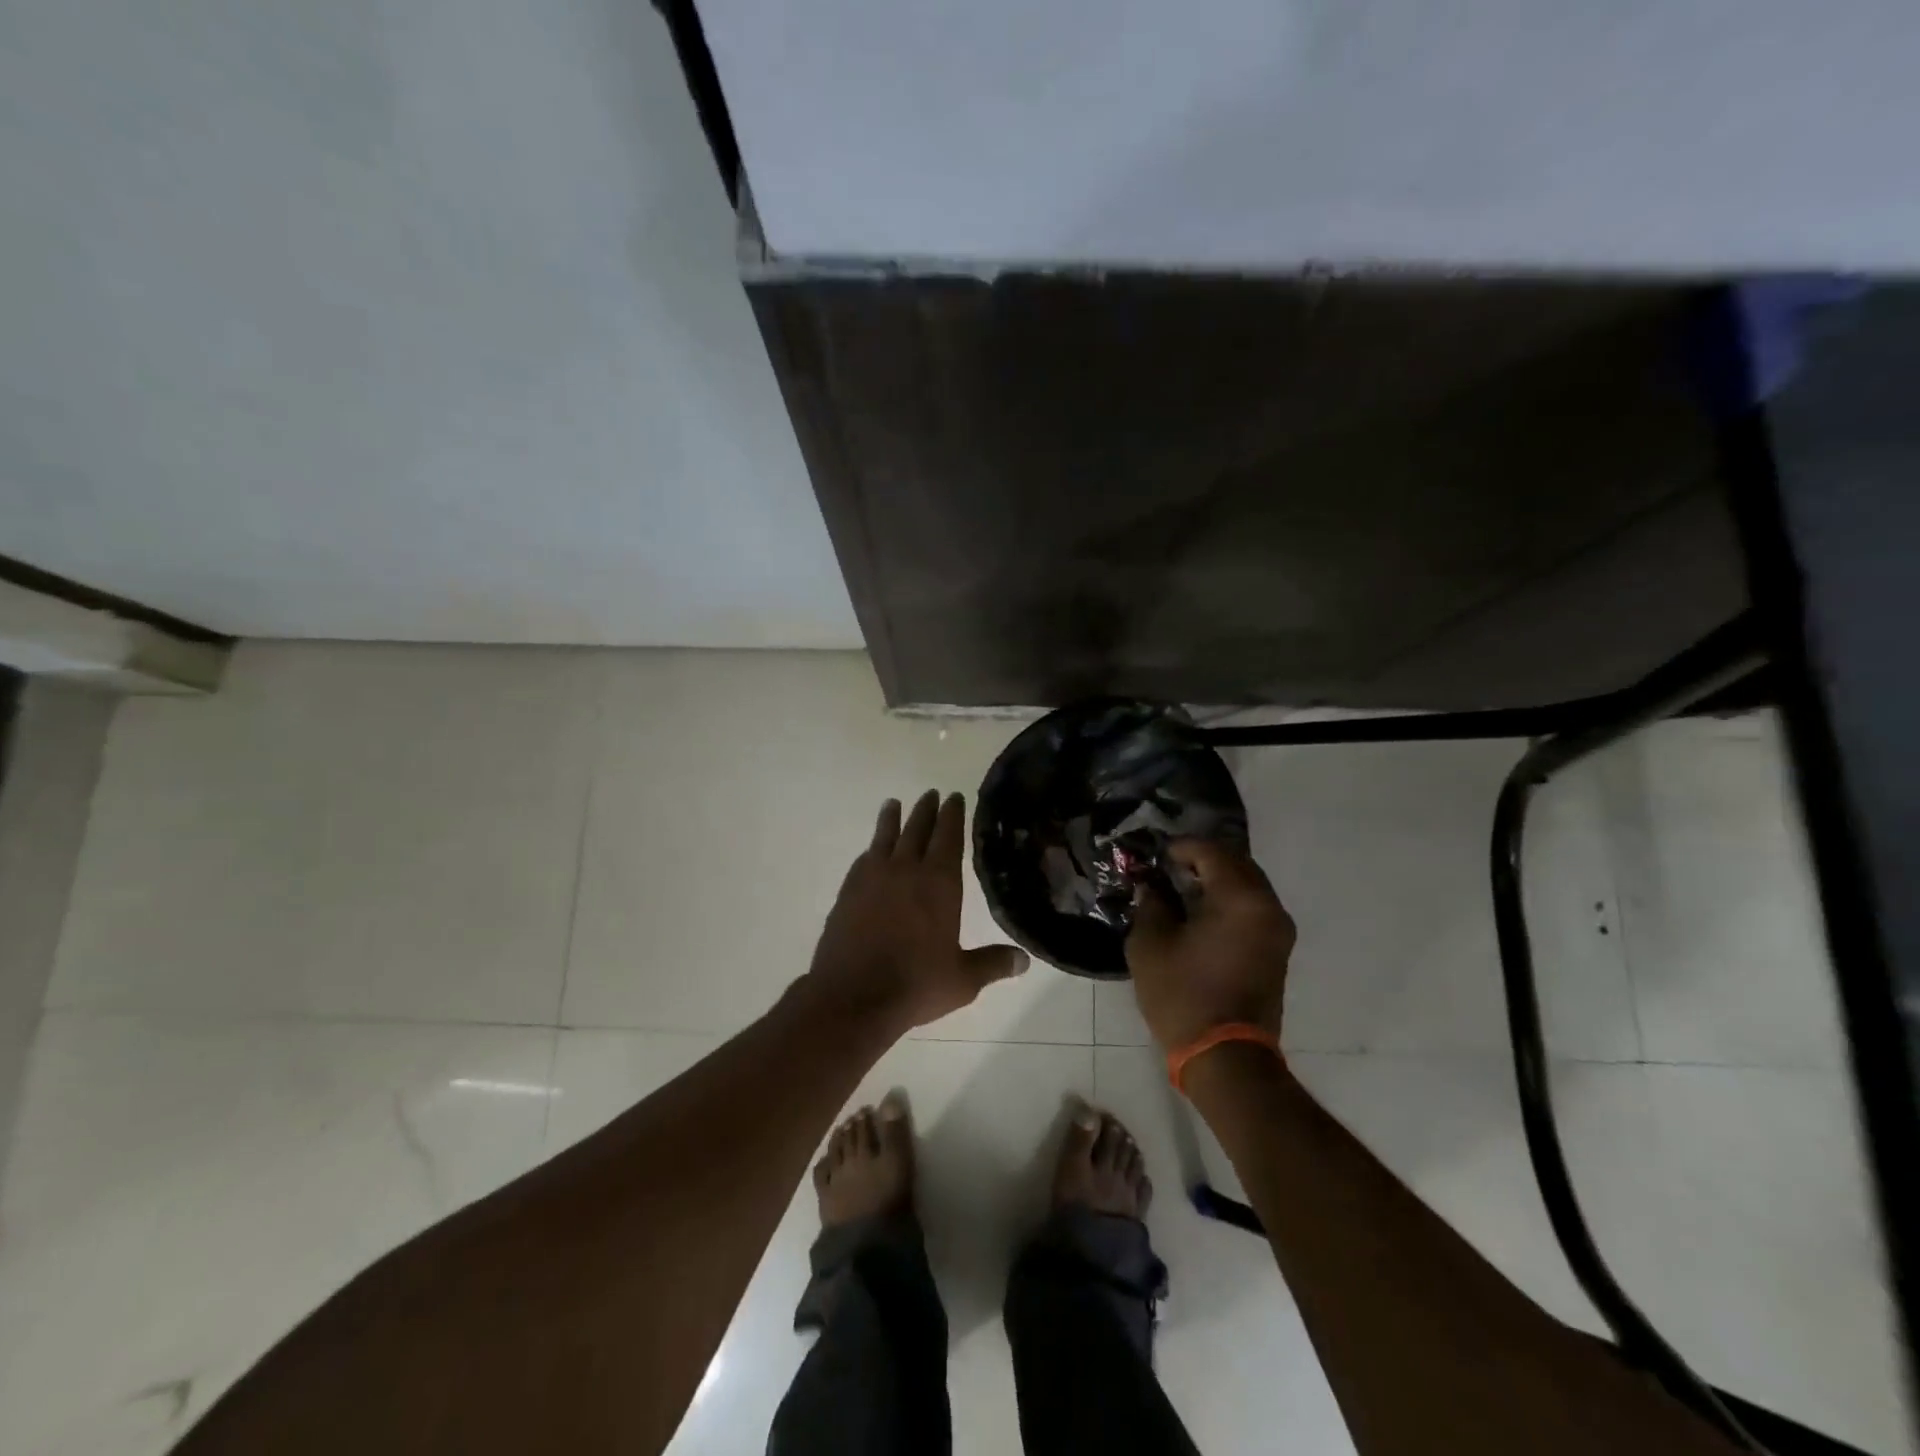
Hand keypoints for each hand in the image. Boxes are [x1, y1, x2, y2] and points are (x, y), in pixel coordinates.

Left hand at [805, 791, 1028, 1035]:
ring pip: (885, 838)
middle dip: (926, 810)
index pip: (948, 837)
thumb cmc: (915, 984)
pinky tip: (871, 851)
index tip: (954, 797)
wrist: (853, 996)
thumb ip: (993, 964)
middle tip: (931, 793)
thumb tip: (1024, 960)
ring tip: (894, 804)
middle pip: (917, 830)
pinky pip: (863, 860)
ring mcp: (872, 879)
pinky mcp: (848, 893)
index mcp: (938, 883)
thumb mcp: (963, 979)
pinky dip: (871, 849)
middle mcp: (906, 870)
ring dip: (892, 819)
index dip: (952, 815)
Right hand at [1127, 839, 1296, 1051]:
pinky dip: (1228, 900)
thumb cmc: (1183, 995)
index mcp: (1240, 899)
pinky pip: (1253, 907)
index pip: (1211, 852)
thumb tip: (1151, 885)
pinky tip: (1200, 912)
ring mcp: (1278, 930)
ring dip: (1216, 880)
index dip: (1180, 848)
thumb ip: (1151, 902)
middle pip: (1236, 863)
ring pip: (1247, 885)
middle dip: (1201, 859)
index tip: (1154, 856)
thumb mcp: (1151, 943)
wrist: (1226, 1057)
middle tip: (1167, 867)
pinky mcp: (1277, 950)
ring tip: (1181, 888)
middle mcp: (1268, 906)